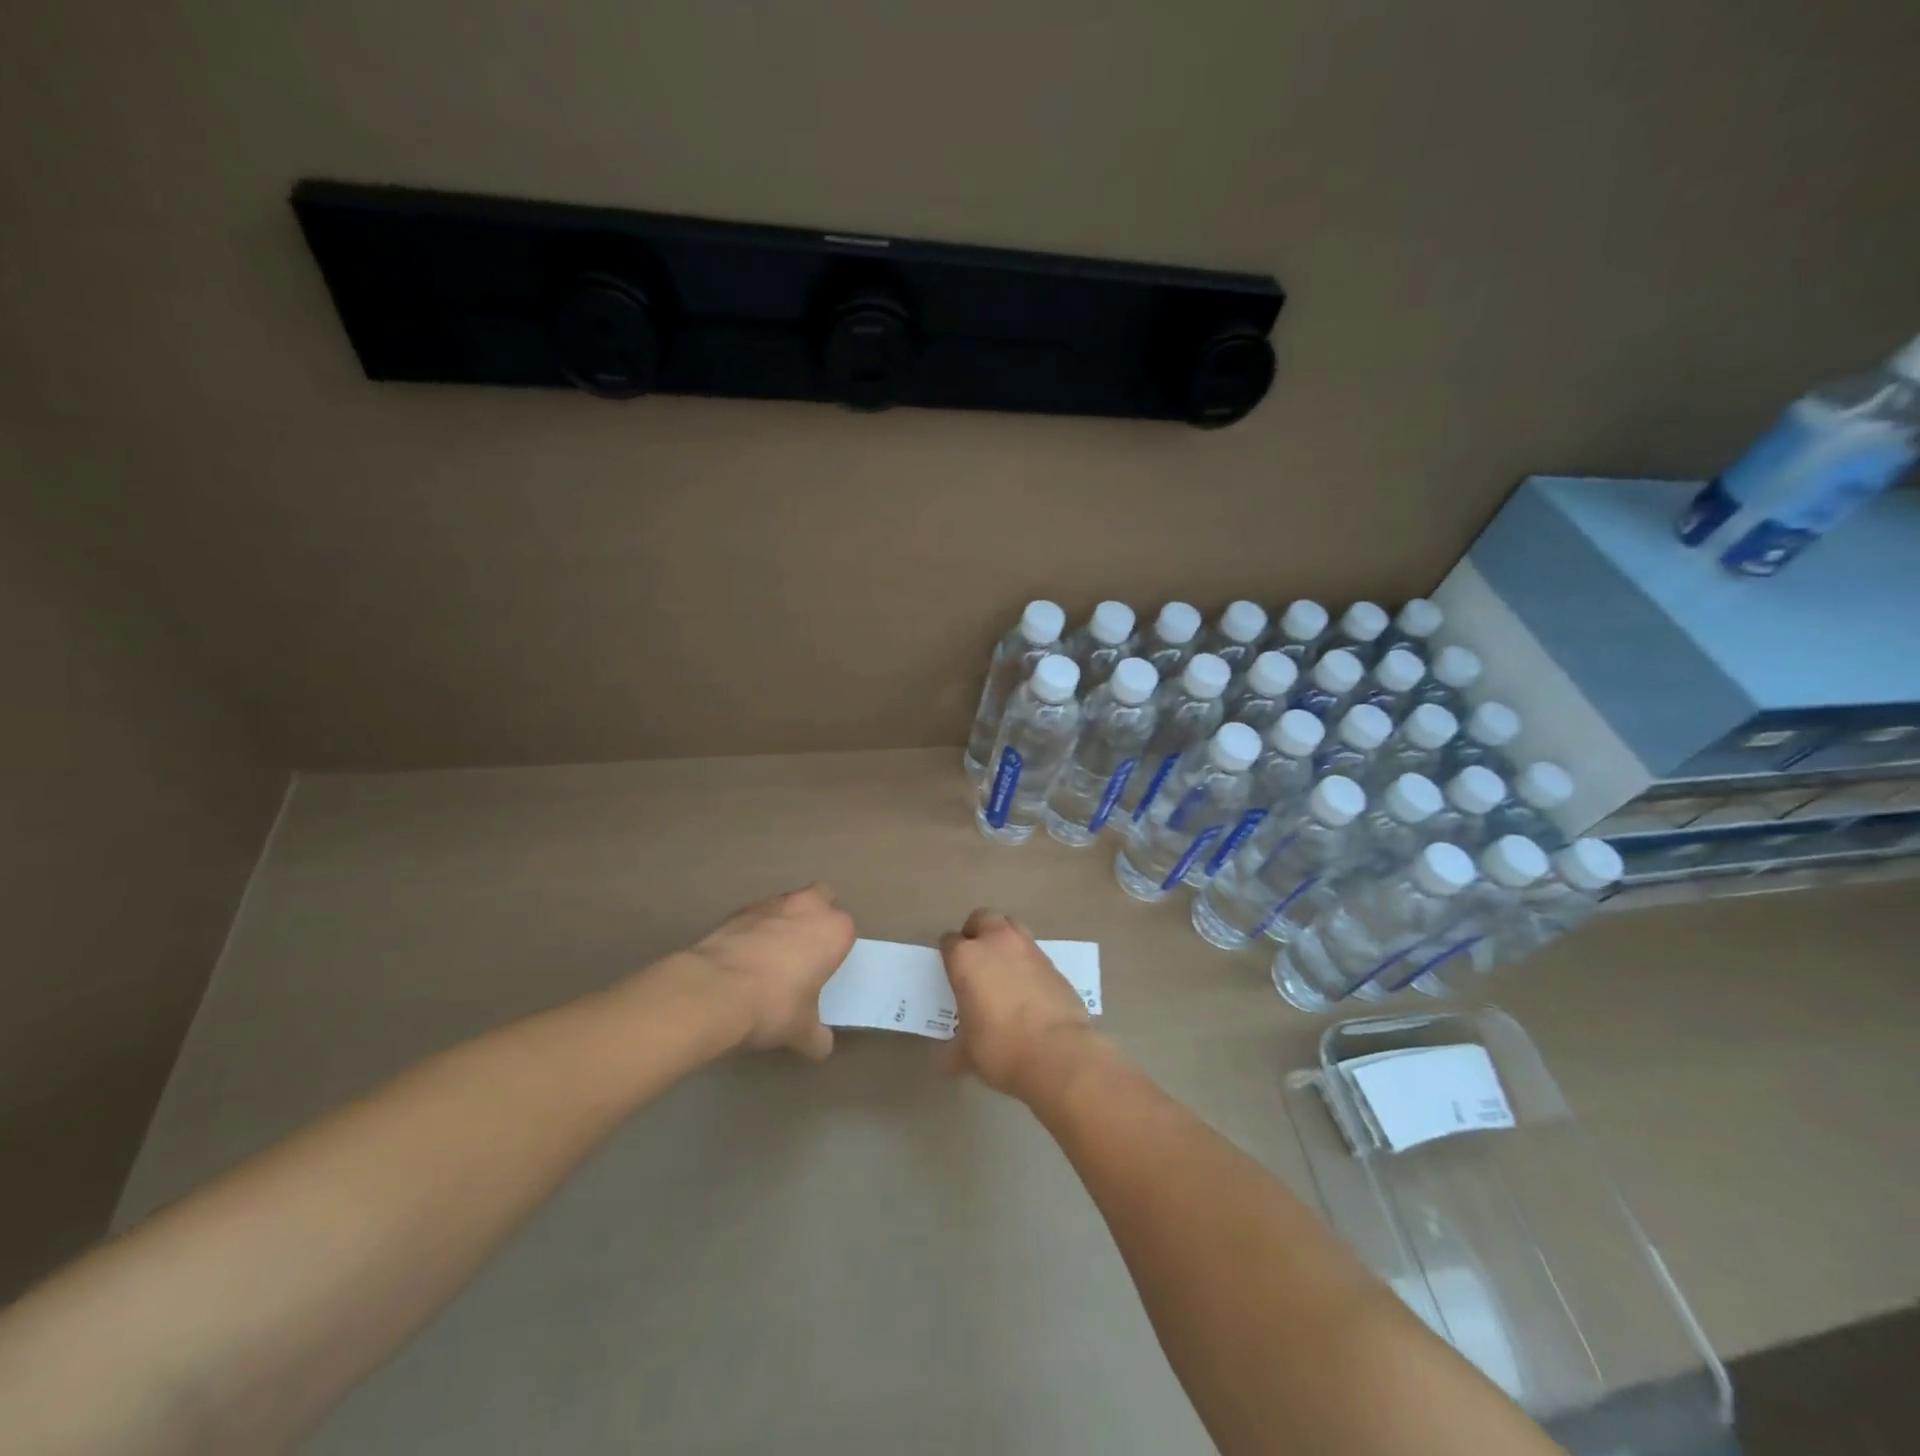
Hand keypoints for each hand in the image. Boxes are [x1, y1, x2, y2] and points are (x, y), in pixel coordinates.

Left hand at [677, 884, 855, 1058]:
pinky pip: (754, 918)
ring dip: (782, 922)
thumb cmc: (774, 1005)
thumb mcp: (802, 1031)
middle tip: (803, 951)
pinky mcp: (737, 911)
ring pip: (786, 905)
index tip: (824, 969)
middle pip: (820, 898)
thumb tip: (821, 1046)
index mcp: (834, 930)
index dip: (834, 948)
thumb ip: (816, 1035)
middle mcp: (807, 906)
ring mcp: (770, 904)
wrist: (715, 991)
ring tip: (768, 959)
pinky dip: (752, 932)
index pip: (845, 930)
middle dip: (814, 916)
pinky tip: (742, 960)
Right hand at [939, 908, 1097, 1101]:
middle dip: (976, 932)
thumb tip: (947, 1063)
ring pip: (1011, 926)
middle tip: (976, 960)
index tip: (951, 971)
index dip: (948, 955)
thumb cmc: (1000, 1049)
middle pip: (981, 918)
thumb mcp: (967, 1053)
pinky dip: (1026, 961)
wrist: (1057, 1052)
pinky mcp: (1053, 962)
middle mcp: (996, 942)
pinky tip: (1027, 986)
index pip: (949, 941)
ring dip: (1004, 939)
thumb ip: (955, 1049)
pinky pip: (1033, 951)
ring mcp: (1028, 948)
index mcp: (966, 958)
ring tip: (1003, 967)